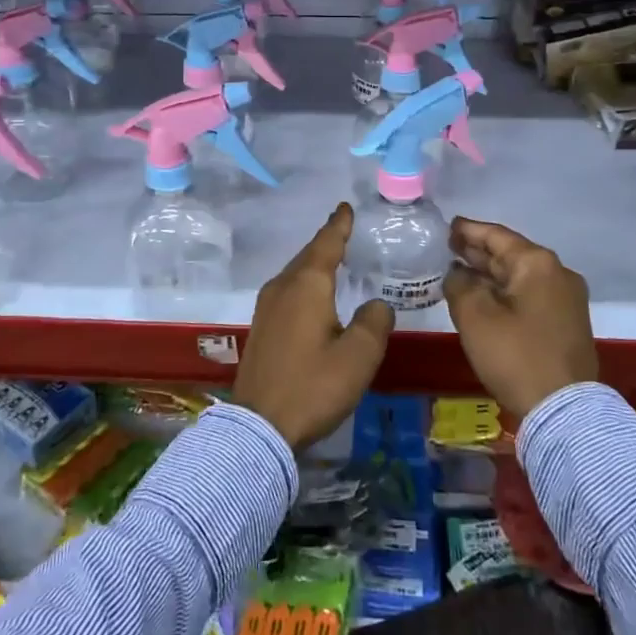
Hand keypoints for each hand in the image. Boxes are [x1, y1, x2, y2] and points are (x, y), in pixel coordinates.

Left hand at [234, 203, 394, 450]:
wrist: (259, 427)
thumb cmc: (313, 386)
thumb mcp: (358, 357)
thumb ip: (374, 322)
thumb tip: (376, 304)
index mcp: (307, 285)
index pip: (326, 244)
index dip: (339, 225)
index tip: (345, 206)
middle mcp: (282, 287)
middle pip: (308, 255)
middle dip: (326, 242)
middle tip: (344, 230)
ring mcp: (266, 307)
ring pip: (295, 274)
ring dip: (314, 264)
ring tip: (333, 259)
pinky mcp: (261, 328)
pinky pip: (287, 291)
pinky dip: (304, 284)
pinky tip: (313, 296)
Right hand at [442, 217, 596, 416]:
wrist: (563, 410)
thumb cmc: (515, 355)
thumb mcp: (475, 316)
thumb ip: (459, 284)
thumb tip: (458, 273)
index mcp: (537, 264)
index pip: (496, 235)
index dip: (468, 230)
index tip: (446, 226)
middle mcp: (557, 273)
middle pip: (511, 254)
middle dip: (478, 252)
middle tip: (448, 247)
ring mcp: (566, 299)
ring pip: (520, 276)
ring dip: (491, 274)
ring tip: (460, 271)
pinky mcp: (567, 323)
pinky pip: (530, 295)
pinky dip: (505, 291)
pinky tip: (485, 297)